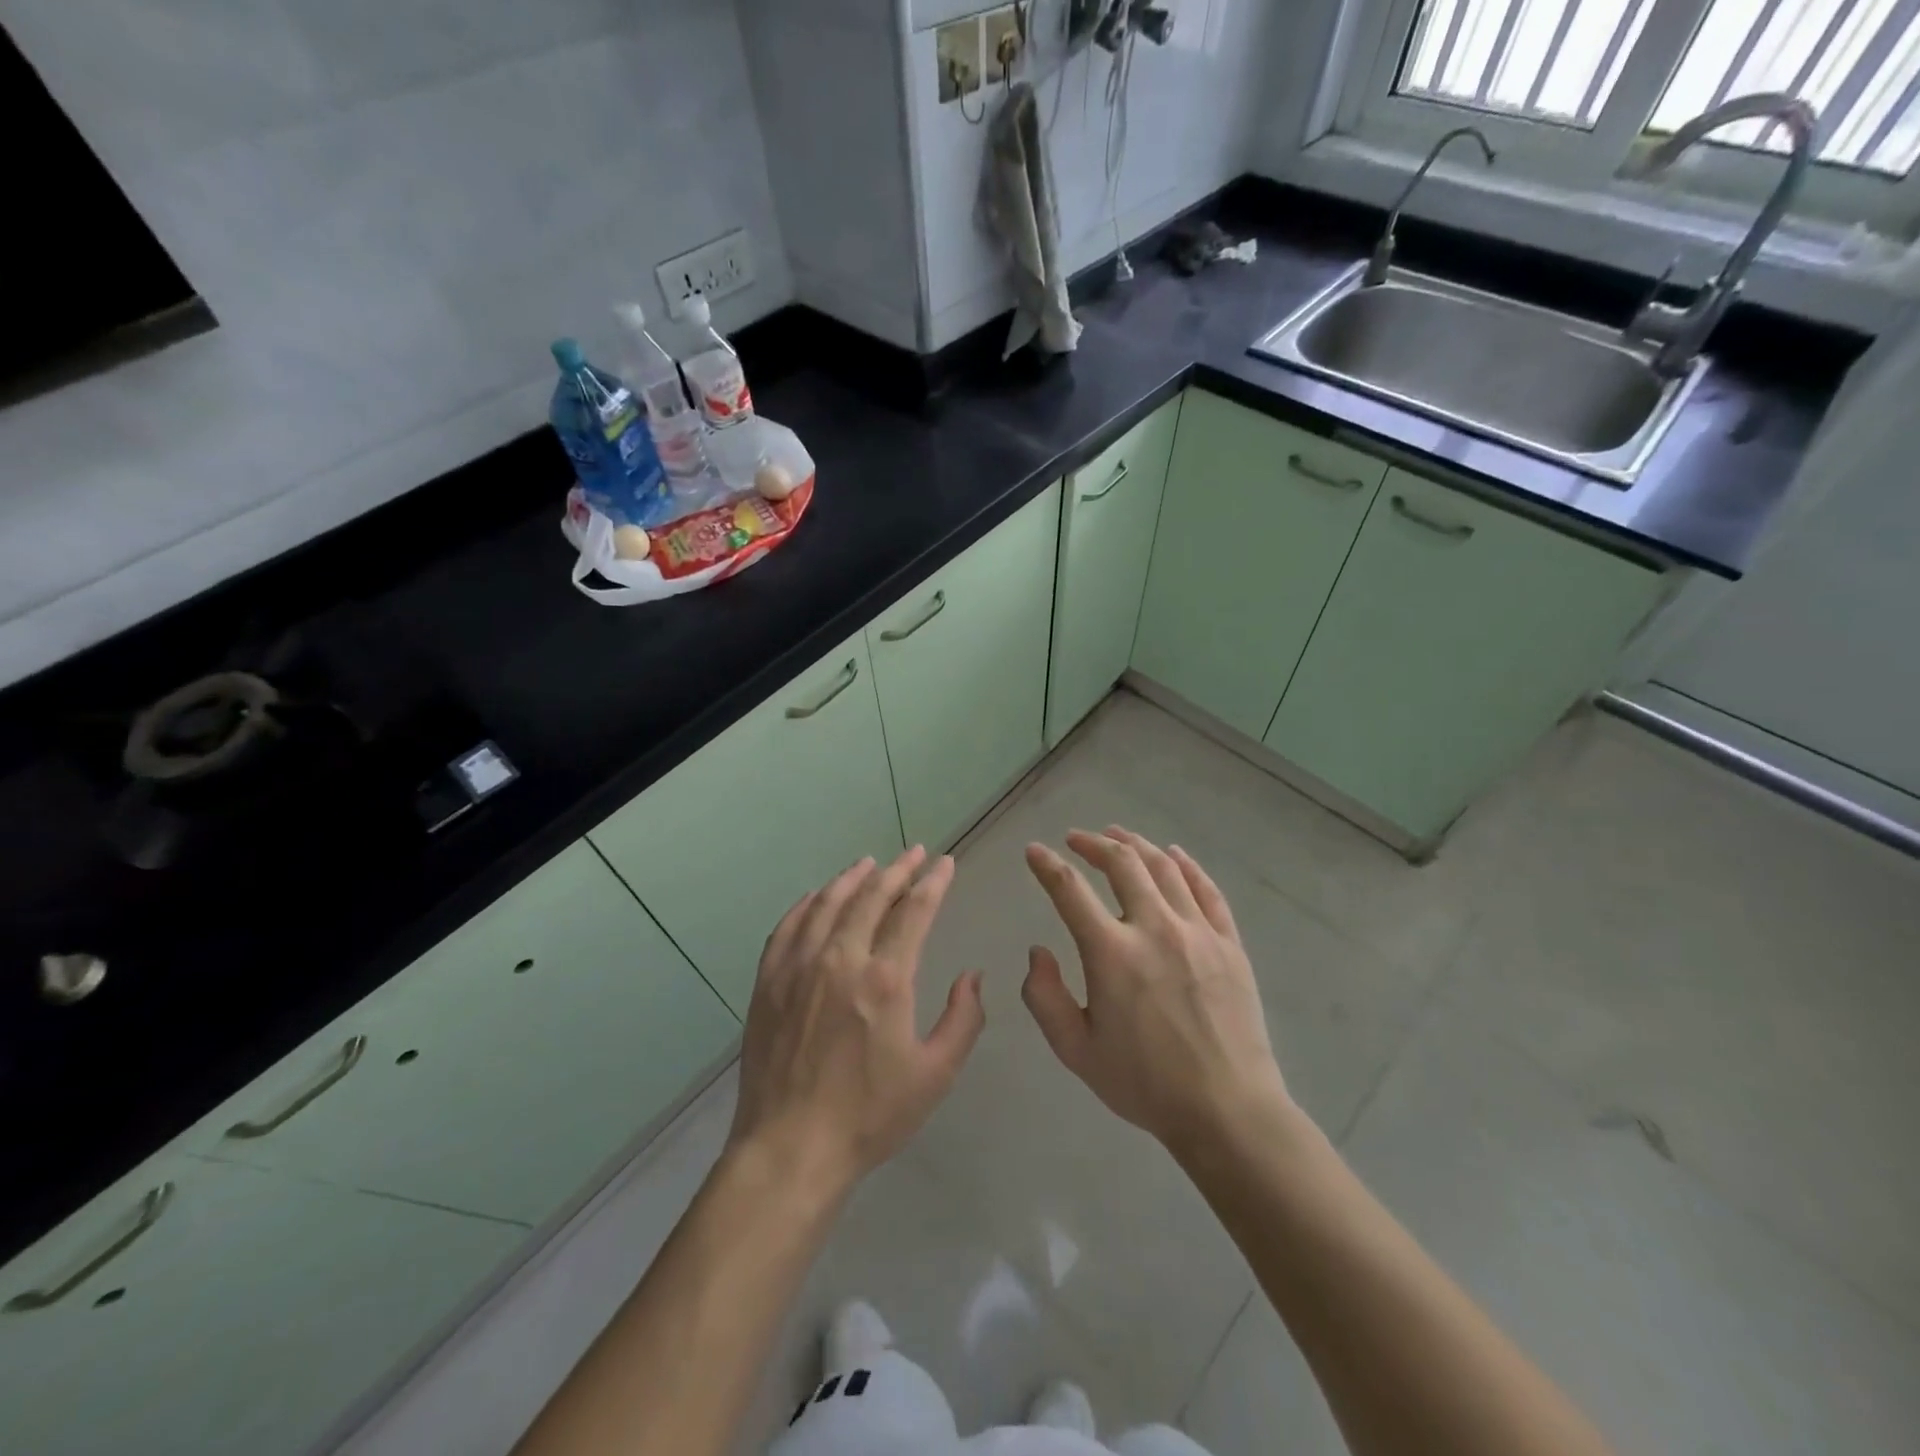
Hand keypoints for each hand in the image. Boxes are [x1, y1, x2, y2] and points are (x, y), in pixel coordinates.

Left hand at [728, 846, 984, 1198]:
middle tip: (914, 852)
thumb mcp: (935, 1075)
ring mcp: (798, 966)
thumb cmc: (869, 1115)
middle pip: (871, 896)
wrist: (790, 1148)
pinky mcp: (769, 981)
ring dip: (853, 878)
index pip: (914, 911)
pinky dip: (808, 903)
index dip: (933, 882)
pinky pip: (789, 926)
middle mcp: (840, 958)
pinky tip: (818, 896)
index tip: (944, 863)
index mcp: (885, 978)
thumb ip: (963, 1019)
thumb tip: (972, 975)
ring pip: (828, 903)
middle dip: (897, 870)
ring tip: (870, 863)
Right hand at [1022, 828, 1290, 1153]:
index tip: (1034, 852)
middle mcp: (1154, 927)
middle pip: (1122, 864)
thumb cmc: (1144, 1083)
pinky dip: (1187, 865)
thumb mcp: (1076, 1050)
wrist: (1227, 1110)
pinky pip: (1207, 890)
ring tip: (1118, 834)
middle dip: (1093, 843)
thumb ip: (1045, 997)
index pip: (1069, 890)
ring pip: (1164, 868)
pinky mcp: (1229, 943)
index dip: (1047, 865)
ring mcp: (1197, 931)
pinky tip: (1174, 855)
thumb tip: (1038, 951)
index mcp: (1111, 952)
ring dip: (1136, 844)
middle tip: (1076, 838)